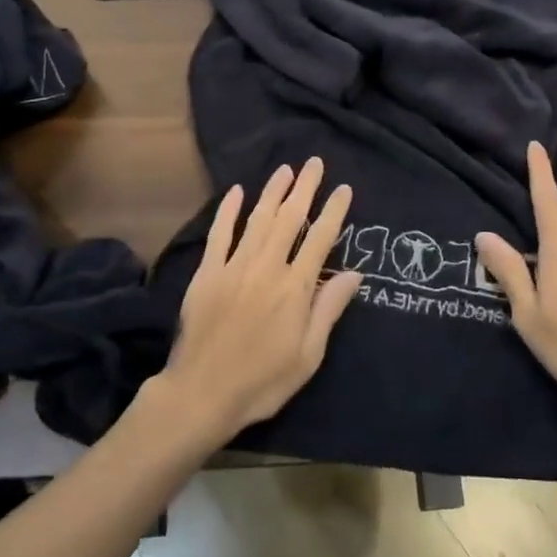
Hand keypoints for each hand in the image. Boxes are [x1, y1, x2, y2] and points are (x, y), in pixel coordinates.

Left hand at [158, 158, 362, 441]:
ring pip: (258, 220)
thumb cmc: (263, 381)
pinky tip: (236, 192)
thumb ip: (329, 309)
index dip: (333, 211)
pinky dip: (228, 211)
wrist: (202, 394)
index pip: (320, 239)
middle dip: (304, 189)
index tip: (344, 189)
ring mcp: (234, 267)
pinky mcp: (207, 274)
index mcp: (295, 288)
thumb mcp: (308, 355)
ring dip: (272, 192)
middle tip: (314, 163)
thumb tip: (355, 273)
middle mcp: (266, 268)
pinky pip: (220, 235)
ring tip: (285, 169)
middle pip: (290, 219)